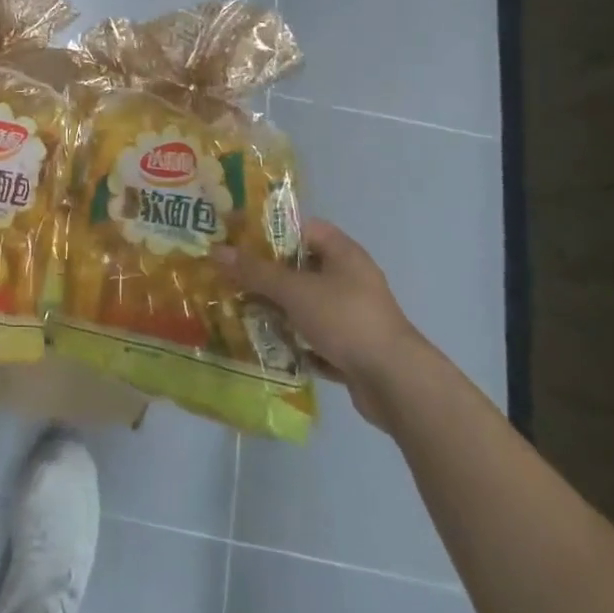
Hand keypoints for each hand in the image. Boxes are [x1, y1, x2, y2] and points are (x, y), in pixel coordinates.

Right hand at [214, 219, 426, 427]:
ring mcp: (352, 314)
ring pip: (305, 303)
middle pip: (300, 267)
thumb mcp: (295, 291)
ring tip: (241, 311)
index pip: (301, 228)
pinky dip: (293, 340)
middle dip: (266, 274)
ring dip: (277, 309)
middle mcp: (349, 278)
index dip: (269, 230)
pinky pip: (314, 336)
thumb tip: (217, 250)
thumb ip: (256, 271)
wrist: (396, 384)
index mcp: (343, 252)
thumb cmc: (345, 319)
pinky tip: (267, 345)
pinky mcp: (352, 347)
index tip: (238, 239)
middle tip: (231, 277)